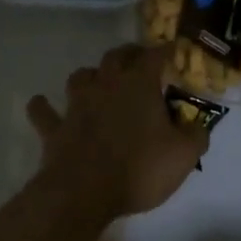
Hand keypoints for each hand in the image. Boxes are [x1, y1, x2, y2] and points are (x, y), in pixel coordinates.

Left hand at [27, 44, 206, 217]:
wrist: (83, 192)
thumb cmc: (139, 169)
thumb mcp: (183, 156)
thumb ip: (196, 135)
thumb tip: (198, 124)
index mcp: (139, 85)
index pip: (155, 56)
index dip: (166, 50)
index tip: (174, 48)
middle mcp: (106, 85)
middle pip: (115, 56)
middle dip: (129, 54)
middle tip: (138, 59)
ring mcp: (76, 105)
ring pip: (80, 76)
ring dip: (90, 76)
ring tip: (97, 81)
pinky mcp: (54, 128)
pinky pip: (43, 111)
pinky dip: (43, 107)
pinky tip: (42, 105)